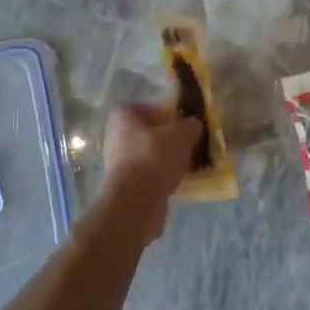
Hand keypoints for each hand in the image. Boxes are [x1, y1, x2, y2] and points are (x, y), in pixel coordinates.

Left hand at [102, 102, 202, 244]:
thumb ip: (190, 125)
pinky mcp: (125, 185)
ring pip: (150, 154)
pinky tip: (178, 181)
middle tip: (190, 144)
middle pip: (150, 132)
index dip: (169, 114)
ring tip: (188, 164)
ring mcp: (118, 162)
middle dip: (170, 138)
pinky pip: (148, 174)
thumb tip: (193, 124)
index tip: (185, 124)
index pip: (149, 107)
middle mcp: (116, 136)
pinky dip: (162, 176)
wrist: (135, 202)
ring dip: (167, 159)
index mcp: (124, 116)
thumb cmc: (155, 157)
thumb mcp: (182, 134)